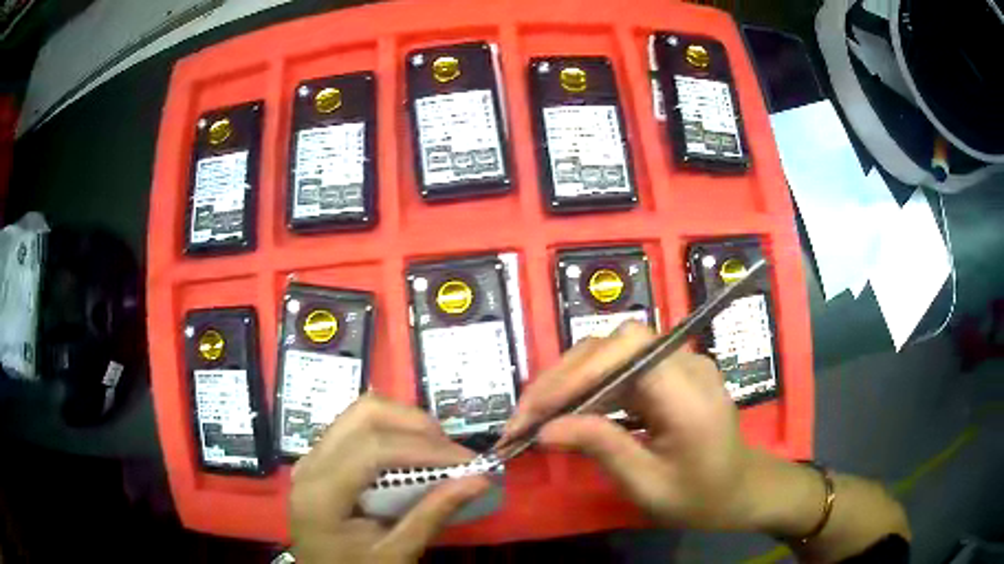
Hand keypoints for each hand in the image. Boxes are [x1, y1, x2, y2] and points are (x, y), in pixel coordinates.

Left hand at [290, 394, 490, 563]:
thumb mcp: (395, 554)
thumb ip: (432, 516)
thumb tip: (479, 480)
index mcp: (321, 493)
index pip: (371, 448)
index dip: (424, 448)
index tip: (469, 462)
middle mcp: (310, 463)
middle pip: (364, 415)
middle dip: (416, 424)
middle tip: (453, 452)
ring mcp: (313, 457)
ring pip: (360, 413)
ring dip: (404, 423)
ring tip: (437, 450)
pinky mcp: (322, 458)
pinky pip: (356, 427)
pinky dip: (391, 431)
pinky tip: (413, 453)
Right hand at [503, 322, 761, 530]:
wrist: (741, 489)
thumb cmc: (701, 497)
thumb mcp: (649, 486)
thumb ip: (602, 449)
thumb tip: (546, 430)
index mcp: (688, 393)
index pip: (627, 351)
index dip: (576, 372)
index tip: (536, 413)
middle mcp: (685, 364)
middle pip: (613, 344)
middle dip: (563, 377)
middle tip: (524, 418)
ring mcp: (678, 363)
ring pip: (612, 351)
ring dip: (568, 380)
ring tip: (535, 416)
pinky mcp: (668, 372)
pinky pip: (620, 367)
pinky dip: (586, 386)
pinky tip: (567, 411)